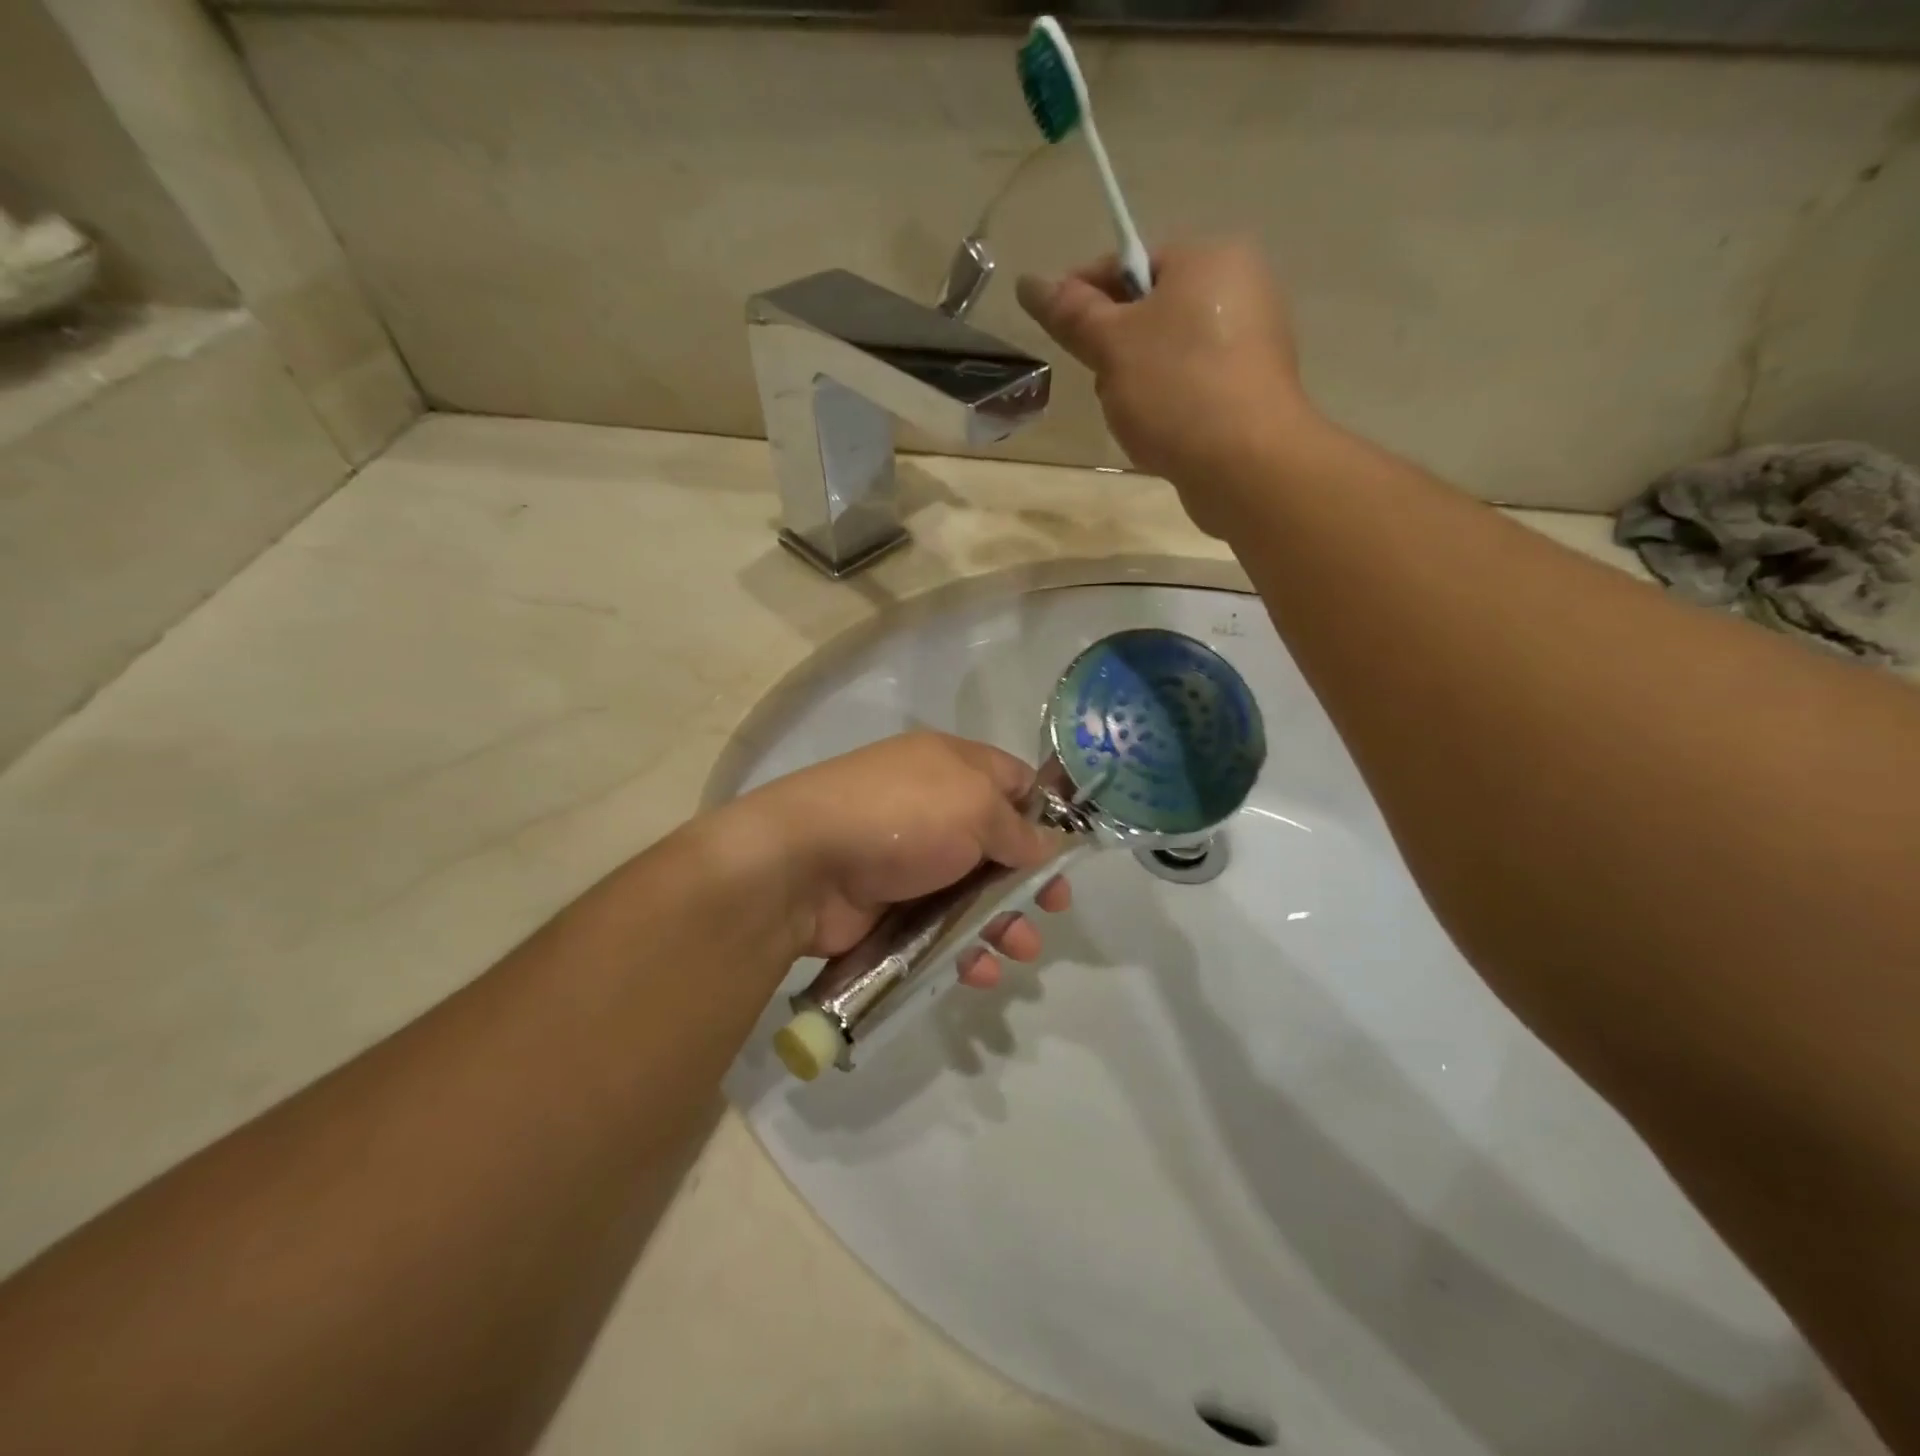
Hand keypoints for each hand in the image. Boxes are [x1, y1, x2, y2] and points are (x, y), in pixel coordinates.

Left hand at [717, 733, 1071, 987]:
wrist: (803, 863)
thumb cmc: (902, 818)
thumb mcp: (975, 806)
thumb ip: (1017, 827)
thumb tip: (1042, 845)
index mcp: (952, 767)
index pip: (1013, 781)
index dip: (1044, 814)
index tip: (1067, 853)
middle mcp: (933, 809)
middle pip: (998, 845)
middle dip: (1029, 880)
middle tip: (1053, 909)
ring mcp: (909, 860)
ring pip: (972, 895)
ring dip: (1003, 923)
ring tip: (1020, 951)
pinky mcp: (890, 908)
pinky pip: (940, 930)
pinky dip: (964, 951)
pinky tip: (980, 972)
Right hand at [1017, 239, 1313, 534]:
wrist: (1246, 464)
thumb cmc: (1176, 389)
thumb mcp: (1112, 345)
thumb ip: (1070, 313)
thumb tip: (1030, 282)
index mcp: (1210, 258)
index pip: (1130, 263)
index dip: (1084, 296)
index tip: (1058, 333)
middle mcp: (1240, 289)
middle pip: (1149, 313)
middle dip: (1115, 351)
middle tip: (1104, 386)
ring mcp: (1251, 344)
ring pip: (1167, 356)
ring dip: (1136, 385)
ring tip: (1133, 419)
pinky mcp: (1251, 393)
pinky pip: (1192, 388)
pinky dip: (1168, 408)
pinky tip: (1160, 436)